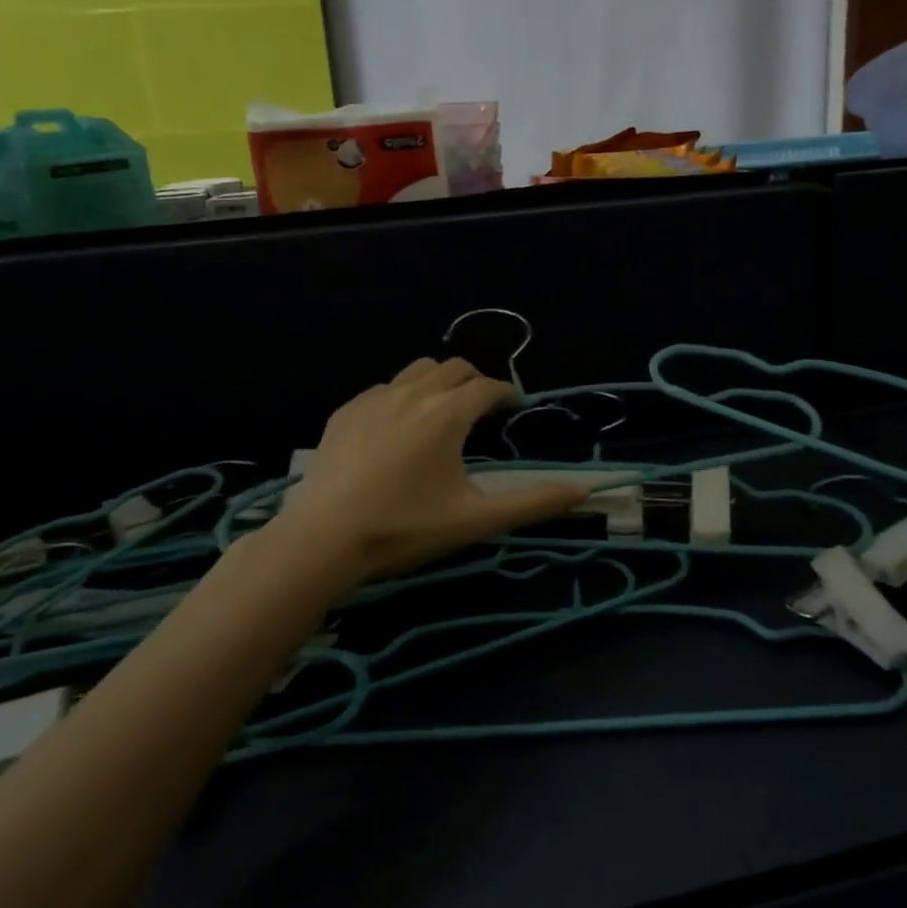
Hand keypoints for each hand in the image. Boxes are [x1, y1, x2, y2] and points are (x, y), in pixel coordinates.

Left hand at [277, 358, 585, 580]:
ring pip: (416, 371)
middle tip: (482, 407)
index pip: (487, 387)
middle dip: (474, 381)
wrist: (323, 539)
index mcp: (447, 414)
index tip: (514, 405)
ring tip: (441, 410)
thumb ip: (532, 503)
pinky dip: (401, 396)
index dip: (506, 392)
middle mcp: (413, 394)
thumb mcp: (475, 520)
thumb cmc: (405, 528)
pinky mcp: (345, 412)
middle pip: (453, 368)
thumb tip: (583, 491)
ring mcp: (374, 399)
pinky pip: (383, 388)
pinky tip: (396, 428)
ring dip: (437, 381)